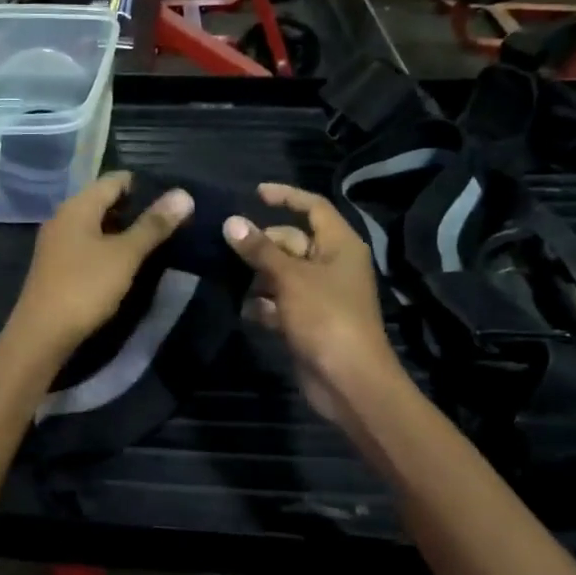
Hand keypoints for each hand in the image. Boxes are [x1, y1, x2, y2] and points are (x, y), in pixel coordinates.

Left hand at [6, 173, 191, 358]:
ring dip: (122, 229)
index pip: (114, 179)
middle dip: (135, 207)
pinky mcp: (56, 266)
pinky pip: (87, 244)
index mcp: (77, 206)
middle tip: (169, 220)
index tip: (172, 197)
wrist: (41, 335)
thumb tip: (183, 194)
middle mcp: (63, 217)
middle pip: (103, 200)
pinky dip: (108, 246)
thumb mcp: (125, 255)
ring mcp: (57, 242)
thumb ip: (153, 225)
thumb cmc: (85, 287)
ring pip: (95, 224)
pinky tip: (125, 262)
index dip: (143, 184)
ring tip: (154, 240)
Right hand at [225, 183, 398, 435]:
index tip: (254, 194)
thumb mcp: (289, 278)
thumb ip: (259, 249)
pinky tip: (243, 310)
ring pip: (282, 273)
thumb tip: (231, 222)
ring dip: (258, 276)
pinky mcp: (308, 320)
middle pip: (292, 241)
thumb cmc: (325, 317)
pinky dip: (264, 304)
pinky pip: (281, 301)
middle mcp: (332, 264)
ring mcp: (320, 294)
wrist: (348, 380)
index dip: (286, 196)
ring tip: (228, 277)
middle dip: (262, 244)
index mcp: (339, 245)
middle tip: (227, 246)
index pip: (313, 207)